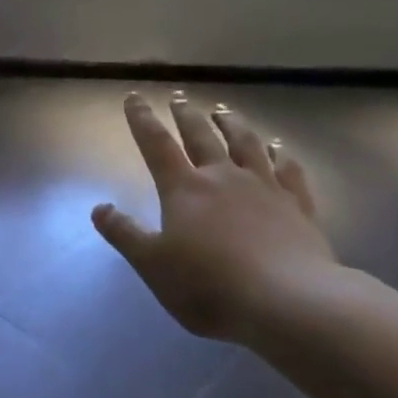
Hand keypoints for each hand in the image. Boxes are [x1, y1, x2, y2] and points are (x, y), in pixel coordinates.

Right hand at [92, 92, 338, 342]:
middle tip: (179, 97)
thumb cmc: (210, 286)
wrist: (287, 301)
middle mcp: (223, 177)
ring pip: (246, 144)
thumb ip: (124, 234)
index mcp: (184, 189)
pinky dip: (283, 154)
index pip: (157, 145)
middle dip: (186, 115)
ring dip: (232, 124)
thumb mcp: (152, 265)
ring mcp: (264, 188)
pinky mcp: (297, 206)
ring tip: (224, 110)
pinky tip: (280, 147)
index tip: (134, 97)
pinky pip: (289, 170)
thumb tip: (99, 208)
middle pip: (201, 136)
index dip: (142, 120)